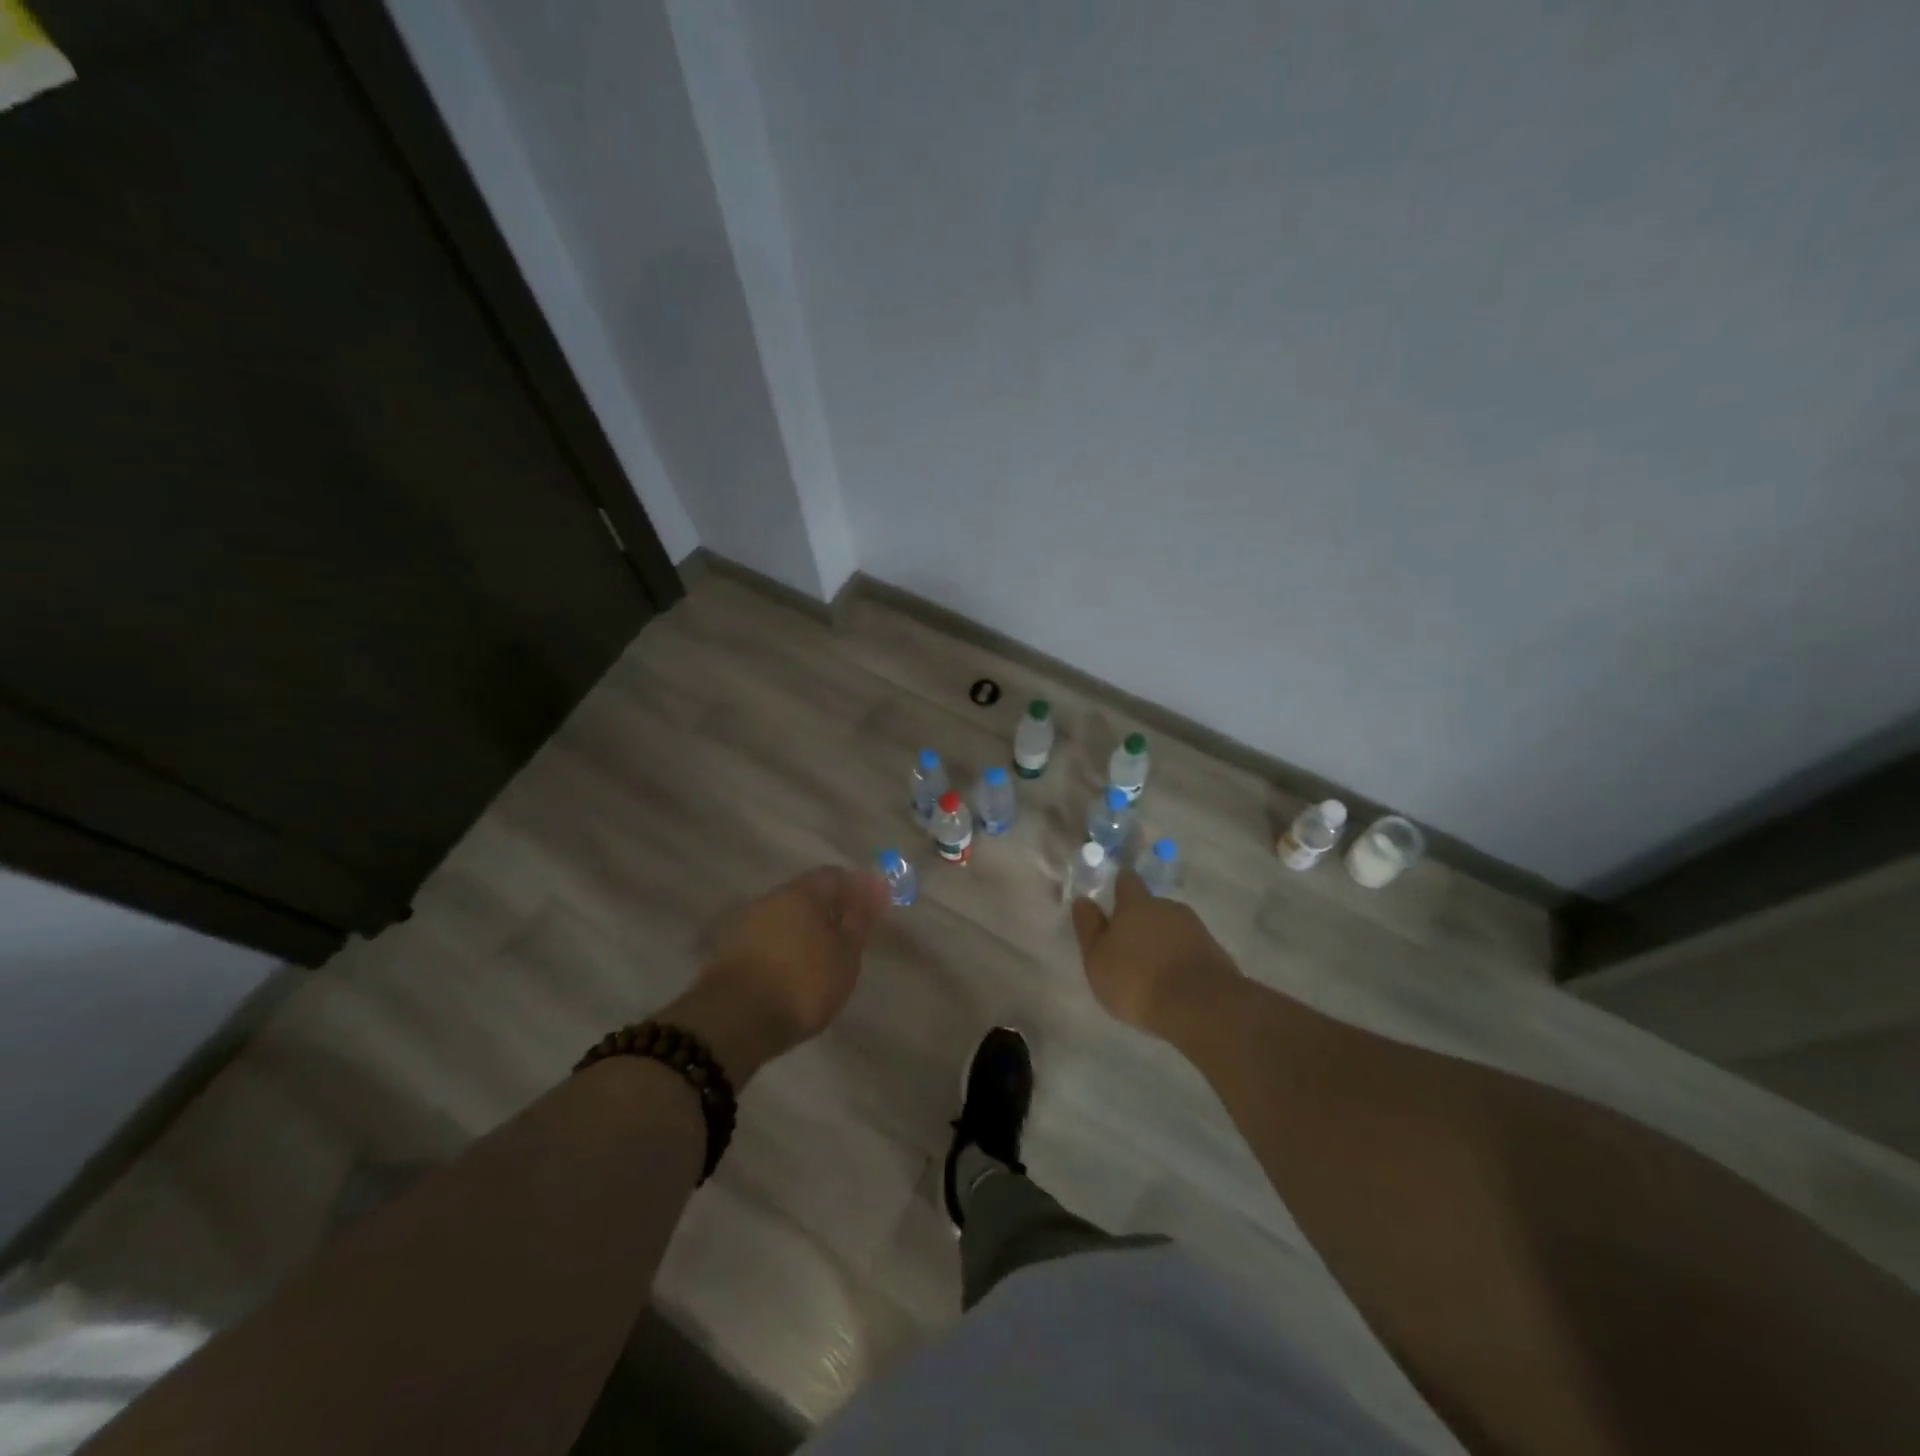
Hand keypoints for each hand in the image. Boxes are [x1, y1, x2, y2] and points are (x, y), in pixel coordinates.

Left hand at [667, 866, 888, 1082]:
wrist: (734, 1023)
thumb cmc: (801, 982)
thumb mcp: (845, 953)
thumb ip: (860, 918)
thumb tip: (875, 884)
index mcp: (801, 892)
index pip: (834, 876)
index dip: (857, 891)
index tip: (872, 914)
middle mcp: (770, 899)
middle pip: (807, 897)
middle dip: (829, 913)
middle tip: (849, 941)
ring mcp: (745, 925)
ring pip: (785, 920)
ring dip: (805, 934)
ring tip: (823, 963)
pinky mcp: (729, 954)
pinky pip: (768, 943)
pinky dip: (785, 952)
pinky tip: (794, 976)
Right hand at [1071, 868, 1239, 1034]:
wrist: (1201, 1006)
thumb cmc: (1137, 980)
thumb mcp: (1098, 958)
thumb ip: (1089, 928)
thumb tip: (1083, 900)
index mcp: (1136, 904)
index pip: (1127, 881)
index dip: (1120, 886)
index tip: (1113, 895)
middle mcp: (1167, 907)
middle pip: (1151, 905)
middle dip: (1141, 919)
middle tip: (1129, 943)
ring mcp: (1195, 928)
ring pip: (1172, 926)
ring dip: (1162, 939)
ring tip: (1152, 966)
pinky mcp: (1215, 952)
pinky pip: (1190, 948)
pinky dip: (1180, 957)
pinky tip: (1174, 979)